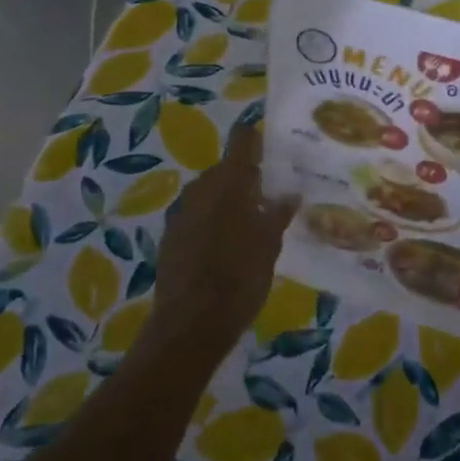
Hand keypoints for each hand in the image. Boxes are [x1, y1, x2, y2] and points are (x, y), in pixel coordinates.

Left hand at [140, 124, 298, 362]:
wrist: (191, 322)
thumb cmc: (240, 275)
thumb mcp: (270, 243)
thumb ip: (278, 213)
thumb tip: (289, 194)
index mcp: (228, 180)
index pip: (242, 139)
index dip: (256, 138)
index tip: (274, 146)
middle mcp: (200, 187)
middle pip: (226, 169)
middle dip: (247, 178)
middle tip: (271, 194)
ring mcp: (181, 211)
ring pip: (210, 194)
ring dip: (229, 201)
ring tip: (251, 223)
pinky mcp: (170, 236)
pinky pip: (197, 216)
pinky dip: (212, 222)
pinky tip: (226, 246)